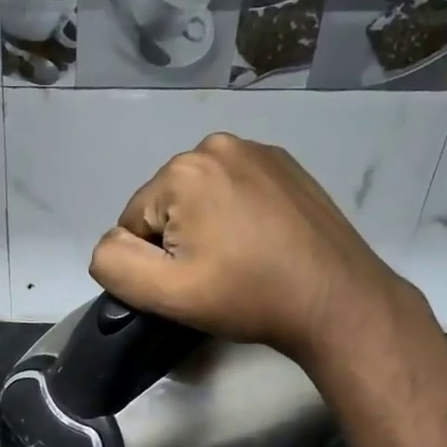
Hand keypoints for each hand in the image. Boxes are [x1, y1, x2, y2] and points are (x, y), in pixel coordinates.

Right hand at [88, 133, 414, 365]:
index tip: (193, 282)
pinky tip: (262, 243)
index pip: (133, 221)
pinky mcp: (287, 165)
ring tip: (241, 260)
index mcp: (184, 170)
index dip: (152, 261)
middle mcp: (217, 145)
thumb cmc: (248, 296)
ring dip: (208, 226)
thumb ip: (114, 264)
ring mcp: (258, 150)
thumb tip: (110, 243)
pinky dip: (237, 214)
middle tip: (217, 274)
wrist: (337, 301)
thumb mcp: (166, 294)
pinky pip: (235, 190)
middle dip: (178, 239)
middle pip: (166, 204)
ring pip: (200, 197)